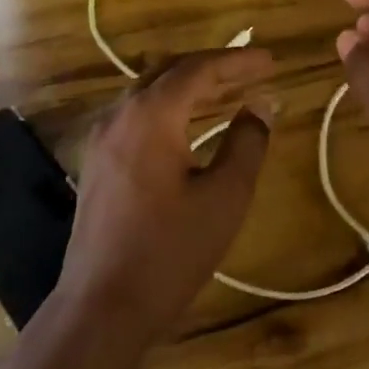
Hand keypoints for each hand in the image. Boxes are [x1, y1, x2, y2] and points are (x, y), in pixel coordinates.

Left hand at [58, 48, 274, 344]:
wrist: (102, 306)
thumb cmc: (170, 251)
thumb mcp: (225, 196)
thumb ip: (247, 143)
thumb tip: (262, 105)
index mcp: (150, 116)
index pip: (198, 69)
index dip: (237, 61)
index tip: (271, 61)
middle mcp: (119, 116)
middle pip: (169, 72)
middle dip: (213, 68)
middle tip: (252, 72)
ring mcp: (102, 139)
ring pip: (150, 93)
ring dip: (190, 87)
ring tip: (229, 93)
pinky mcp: (97, 163)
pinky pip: (137, 116)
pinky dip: (170, 109)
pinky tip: (190, 126)